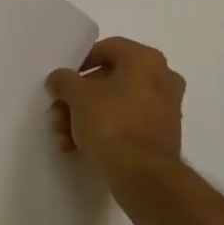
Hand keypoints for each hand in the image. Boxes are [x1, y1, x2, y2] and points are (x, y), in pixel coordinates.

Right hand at [45, 37, 186, 183]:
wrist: (143, 176)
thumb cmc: (111, 124)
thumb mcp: (76, 95)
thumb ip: (63, 80)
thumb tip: (59, 79)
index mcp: (146, 61)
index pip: (106, 48)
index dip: (79, 64)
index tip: (63, 83)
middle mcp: (162, 79)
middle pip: (107, 80)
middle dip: (76, 99)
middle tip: (58, 115)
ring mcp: (164, 109)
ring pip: (113, 104)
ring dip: (84, 117)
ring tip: (65, 138)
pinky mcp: (161, 135)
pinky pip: (125, 123)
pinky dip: (103, 131)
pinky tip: (79, 147)